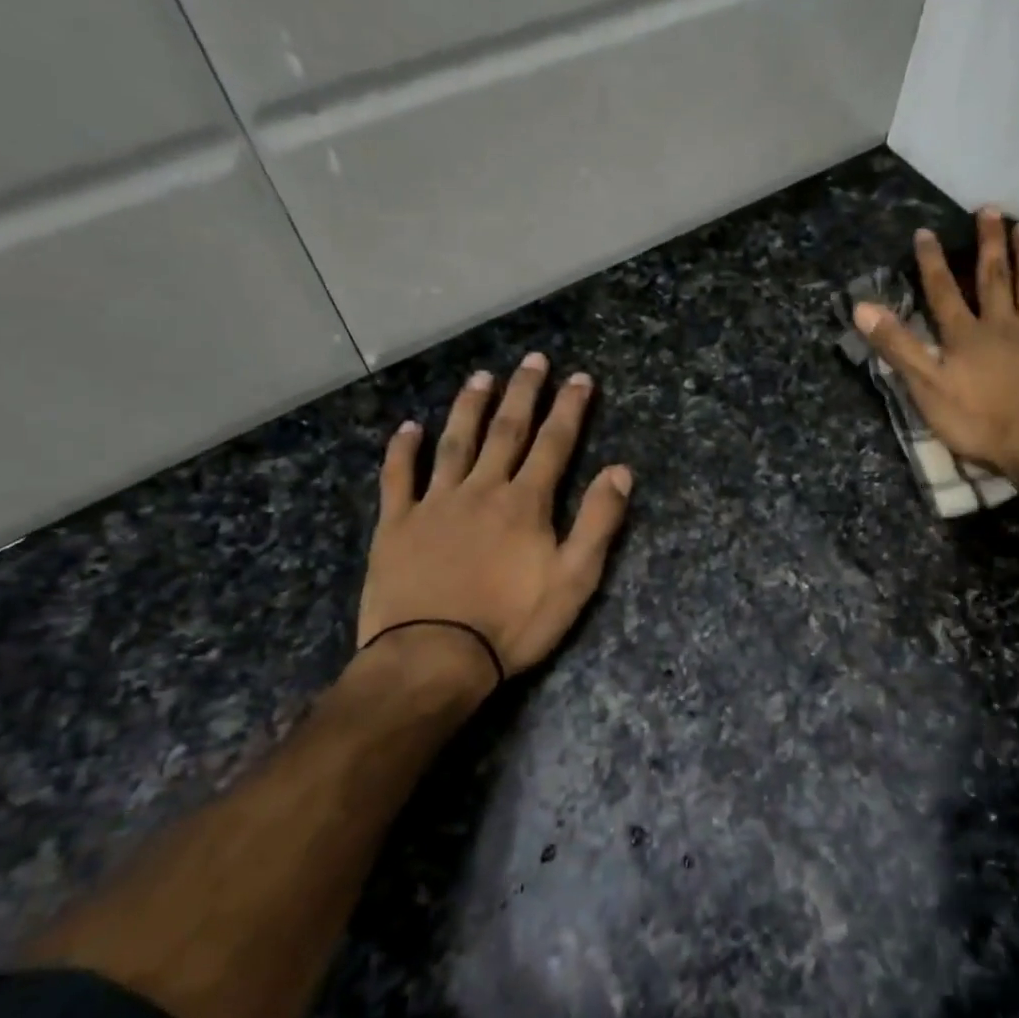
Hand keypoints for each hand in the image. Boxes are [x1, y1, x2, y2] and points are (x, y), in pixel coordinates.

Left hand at [357, 351, 632, 687]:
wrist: (434, 657)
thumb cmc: (512, 623)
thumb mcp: (574, 579)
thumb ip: (598, 522)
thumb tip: (621, 471)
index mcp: (525, 503)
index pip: (554, 444)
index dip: (569, 409)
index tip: (580, 377)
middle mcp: (481, 489)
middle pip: (506, 431)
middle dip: (523, 393)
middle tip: (533, 359)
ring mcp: (435, 504)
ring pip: (454, 443)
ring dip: (469, 408)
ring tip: (480, 376)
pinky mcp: (397, 524)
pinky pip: (399, 478)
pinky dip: (403, 450)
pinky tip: (408, 428)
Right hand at [853, 208, 1018, 489]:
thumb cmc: (981, 422)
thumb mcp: (927, 389)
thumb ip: (898, 347)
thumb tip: (862, 307)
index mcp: (966, 336)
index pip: (943, 292)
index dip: (931, 262)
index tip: (925, 231)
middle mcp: (1002, 325)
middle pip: (994, 277)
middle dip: (989, 243)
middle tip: (990, 209)